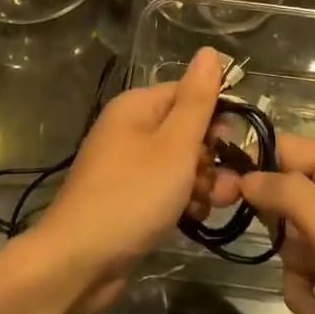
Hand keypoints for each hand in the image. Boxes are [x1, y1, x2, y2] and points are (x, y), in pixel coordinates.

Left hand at [32, 47, 225, 310]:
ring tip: (210, 205)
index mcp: (136, 107)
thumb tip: (210, 52)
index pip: (189, 94)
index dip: (216, 116)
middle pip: (186, 130)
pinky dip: (182, 200)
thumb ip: (197, 100)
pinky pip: (165, 188)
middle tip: (225, 184)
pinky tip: (194, 218)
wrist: (79, 261)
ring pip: (180, 163)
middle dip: (211, 156)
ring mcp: (127, 165)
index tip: (235, 145)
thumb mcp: (174, 145)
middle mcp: (129, 129)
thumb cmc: (133, 196)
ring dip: (201, 182)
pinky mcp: (128, 197)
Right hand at [238, 134, 314, 313]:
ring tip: (310, 289)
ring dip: (292, 265)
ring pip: (293, 236)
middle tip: (268, 246)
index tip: (219, 194)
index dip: (250, 166)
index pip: (284, 148)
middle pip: (284, 193)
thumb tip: (246, 175)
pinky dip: (306, 287)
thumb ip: (288, 195)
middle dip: (275, 225)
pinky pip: (308, 267)